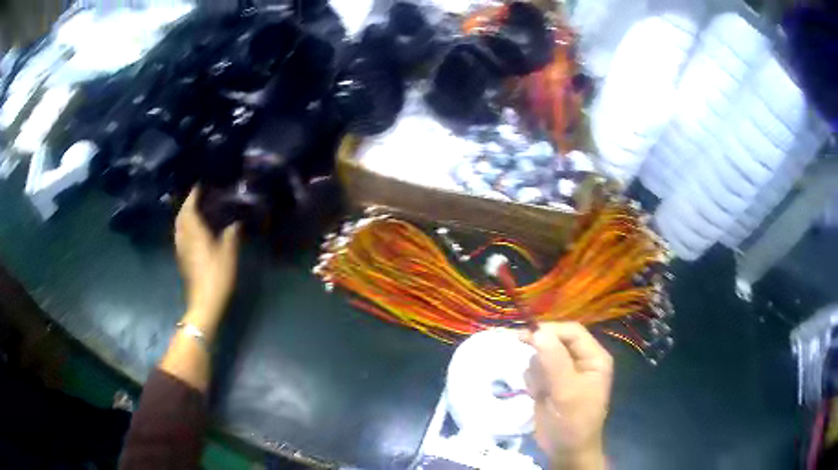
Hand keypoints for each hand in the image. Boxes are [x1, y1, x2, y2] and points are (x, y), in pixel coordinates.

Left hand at [175, 187, 240, 333]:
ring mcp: (181, 249)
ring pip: (179, 226)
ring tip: (194, 210)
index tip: (199, 184)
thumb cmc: (216, 276)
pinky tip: (192, 230)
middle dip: (187, 204)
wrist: (204, 302)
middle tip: (197, 196)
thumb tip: (235, 223)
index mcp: (194, 232)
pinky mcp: (182, 259)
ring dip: (184, 215)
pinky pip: (180, 235)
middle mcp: (184, 238)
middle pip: (181, 216)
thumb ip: (231, 235)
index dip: (193, 195)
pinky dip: (184, 227)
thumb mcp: (228, 254)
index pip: (189, 208)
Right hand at [520, 323, 612, 469]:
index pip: (572, 332)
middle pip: (555, 341)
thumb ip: (554, 361)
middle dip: (541, 354)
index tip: (526, 337)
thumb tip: (538, 331)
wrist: (565, 450)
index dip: (550, 330)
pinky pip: (535, 370)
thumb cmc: (574, 421)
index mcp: (594, 357)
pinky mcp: (550, 384)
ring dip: (536, 370)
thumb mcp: (567, 391)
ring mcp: (564, 372)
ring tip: (541, 390)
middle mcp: (580, 361)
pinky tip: (537, 394)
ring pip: (542, 356)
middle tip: (531, 367)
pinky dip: (532, 380)